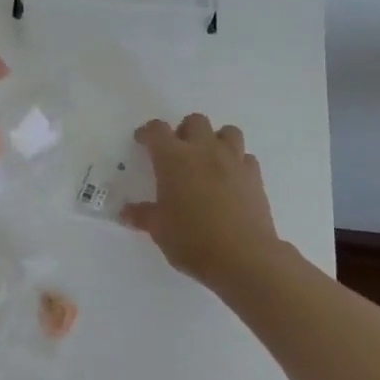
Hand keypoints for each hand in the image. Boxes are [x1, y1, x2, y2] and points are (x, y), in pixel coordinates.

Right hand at [121, 113, 279, 285]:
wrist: (243, 257)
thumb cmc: (192, 240)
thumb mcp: (159, 230)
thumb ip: (142, 215)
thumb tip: (124, 213)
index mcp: (173, 159)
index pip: (157, 130)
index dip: (147, 133)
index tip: (142, 142)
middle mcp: (204, 151)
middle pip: (195, 121)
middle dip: (184, 131)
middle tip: (177, 153)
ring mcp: (233, 161)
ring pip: (228, 132)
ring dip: (215, 140)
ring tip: (208, 160)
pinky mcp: (255, 177)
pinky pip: (246, 157)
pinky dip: (237, 162)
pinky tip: (230, 180)